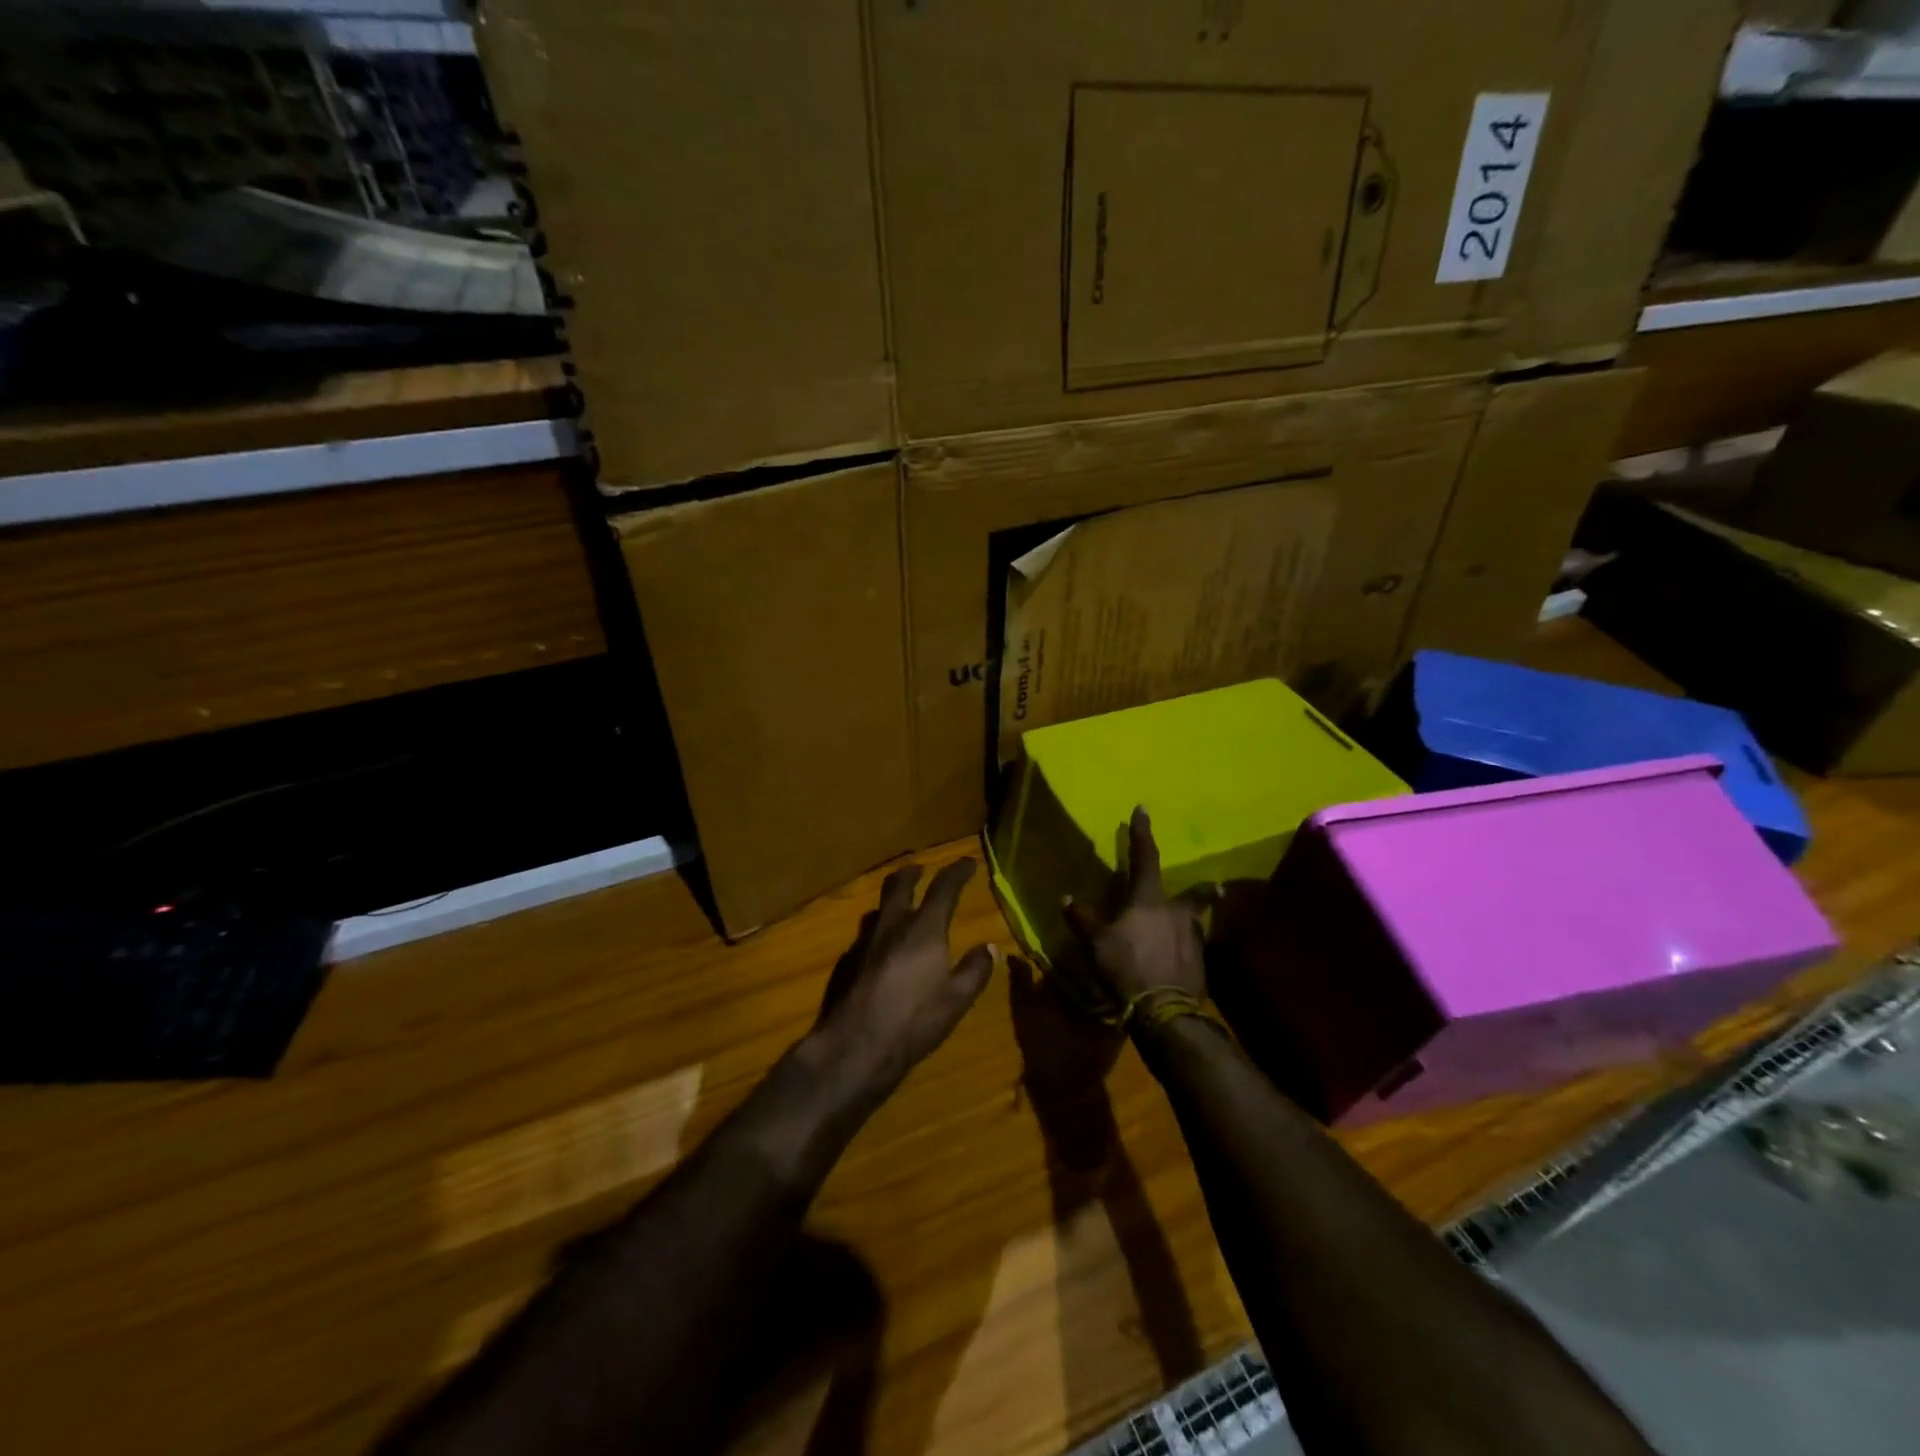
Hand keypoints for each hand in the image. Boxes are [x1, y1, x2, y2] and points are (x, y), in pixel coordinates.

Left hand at [812, 858, 995, 1097]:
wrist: (855, 1045)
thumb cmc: (914, 1020)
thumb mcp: (957, 999)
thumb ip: (975, 970)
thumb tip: (990, 947)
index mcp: (923, 929)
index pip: (943, 889)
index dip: (957, 872)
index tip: (967, 861)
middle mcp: (892, 926)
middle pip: (899, 886)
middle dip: (912, 873)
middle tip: (920, 869)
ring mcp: (865, 943)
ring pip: (878, 909)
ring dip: (891, 900)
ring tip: (899, 905)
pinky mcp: (847, 963)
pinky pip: (865, 936)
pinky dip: (878, 932)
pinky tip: (881, 949)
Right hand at [1065, 808, 1214, 1005]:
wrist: (1165, 1010)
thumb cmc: (1126, 967)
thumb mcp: (1095, 944)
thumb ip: (1082, 919)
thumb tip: (1066, 898)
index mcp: (1148, 901)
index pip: (1144, 858)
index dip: (1142, 833)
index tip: (1143, 810)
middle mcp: (1176, 913)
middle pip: (1194, 894)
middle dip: (1203, 889)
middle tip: (1214, 885)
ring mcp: (1193, 938)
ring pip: (1196, 922)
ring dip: (1193, 921)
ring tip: (1189, 928)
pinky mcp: (1201, 964)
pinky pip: (1194, 948)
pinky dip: (1187, 948)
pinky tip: (1182, 959)